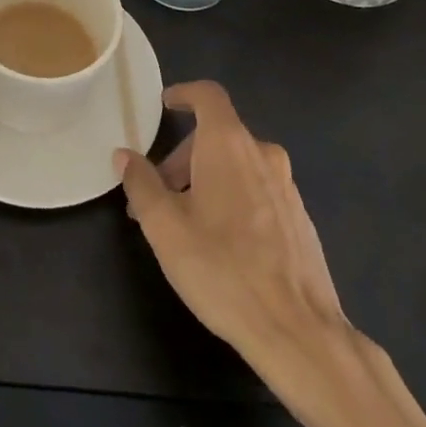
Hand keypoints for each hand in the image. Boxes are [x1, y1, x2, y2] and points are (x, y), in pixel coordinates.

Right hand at [116, 81, 343, 365]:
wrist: (300, 332)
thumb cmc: (224, 270)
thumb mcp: (166, 228)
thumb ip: (141, 184)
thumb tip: (125, 155)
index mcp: (229, 144)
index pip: (207, 95)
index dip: (184, 94)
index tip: (164, 106)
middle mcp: (262, 153)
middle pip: (217, 135)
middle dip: (183, 158)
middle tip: (159, 195)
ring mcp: (286, 186)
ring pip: (237, 165)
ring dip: (206, 180)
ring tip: (185, 224)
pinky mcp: (299, 218)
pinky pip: (257, 190)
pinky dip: (233, 199)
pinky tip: (222, 244)